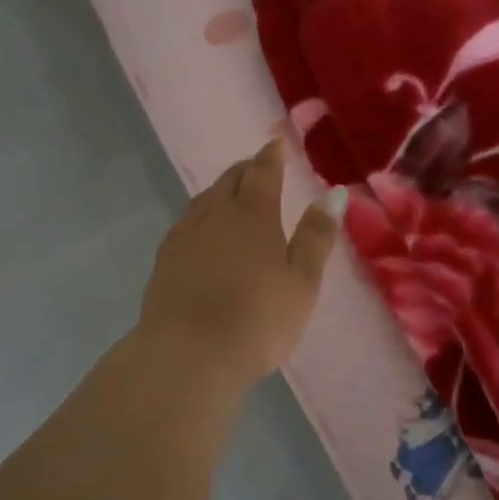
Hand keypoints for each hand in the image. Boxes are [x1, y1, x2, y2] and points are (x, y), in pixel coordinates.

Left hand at [137, 138, 345, 393]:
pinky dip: (201, 216)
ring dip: (221, 190)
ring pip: (204, 199)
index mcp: (253, 213)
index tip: (276, 144)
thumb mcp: (302, 282)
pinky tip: (202, 232)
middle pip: (230, 179)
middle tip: (258, 168)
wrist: (187, 356)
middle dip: (246, 169)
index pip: (263, 171)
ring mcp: (185, 235)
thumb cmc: (257, 319)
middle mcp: (215, 214)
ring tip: (232, 195)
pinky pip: (186, 222)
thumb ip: (317, 236)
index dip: (271, 155)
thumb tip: (334, 192)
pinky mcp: (164, 260)